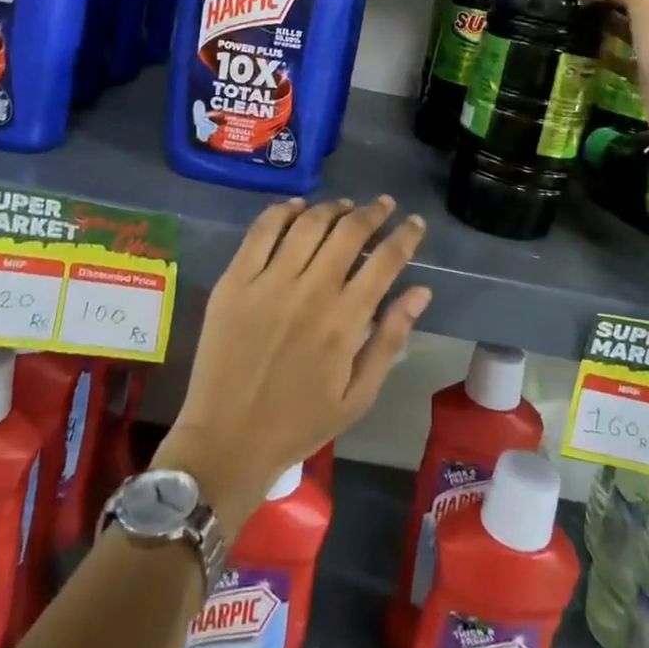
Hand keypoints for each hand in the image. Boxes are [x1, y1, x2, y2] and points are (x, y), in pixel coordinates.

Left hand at [155, 197, 429, 530]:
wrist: (227, 442)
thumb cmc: (299, 424)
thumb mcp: (358, 396)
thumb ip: (390, 339)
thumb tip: (421, 291)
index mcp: (345, 321)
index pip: (385, 261)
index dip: (405, 236)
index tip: (414, 223)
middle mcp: (310, 292)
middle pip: (349, 232)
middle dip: (373, 212)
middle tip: (384, 205)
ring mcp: (268, 283)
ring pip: (309, 224)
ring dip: (333, 207)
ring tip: (345, 206)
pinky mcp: (234, 282)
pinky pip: (261, 232)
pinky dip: (283, 211)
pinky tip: (298, 206)